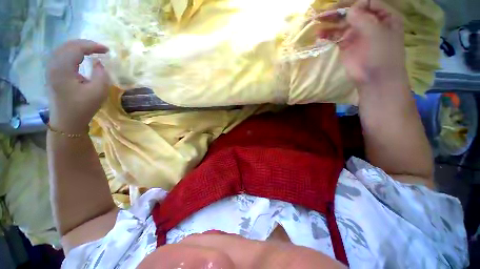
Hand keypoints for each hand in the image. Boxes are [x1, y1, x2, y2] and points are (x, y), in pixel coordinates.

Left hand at [48, 39, 109, 132]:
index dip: (92, 46)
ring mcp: (50, 69)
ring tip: (91, 50)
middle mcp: (54, 65)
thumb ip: (101, 74)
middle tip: (100, 49)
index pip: (77, 48)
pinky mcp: (52, 73)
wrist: (67, 121)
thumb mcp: (98, 91)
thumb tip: (98, 62)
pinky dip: (71, 52)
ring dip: (77, 47)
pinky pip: (60, 55)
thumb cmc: (83, 107)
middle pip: (68, 45)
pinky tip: (78, 56)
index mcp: (63, 69)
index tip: (107, 50)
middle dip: (85, 44)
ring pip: (63, 49)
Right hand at [318, 0, 408, 91]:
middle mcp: (369, 22)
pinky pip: (336, 37)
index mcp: (383, 16)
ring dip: (330, 23)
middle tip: (324, 13)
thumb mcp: (377, 34)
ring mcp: (357, 34)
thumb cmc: (382, 55)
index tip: (347, 12)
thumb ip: (364, 19)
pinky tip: (320, 35)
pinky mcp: (346, 46)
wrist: (375, 79)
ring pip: (342, 24)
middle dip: (339, 11)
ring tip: (317, 23)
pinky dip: (328, 35)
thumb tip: (350, 10)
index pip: (368, 2)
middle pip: (353, 12)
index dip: (356, 4)